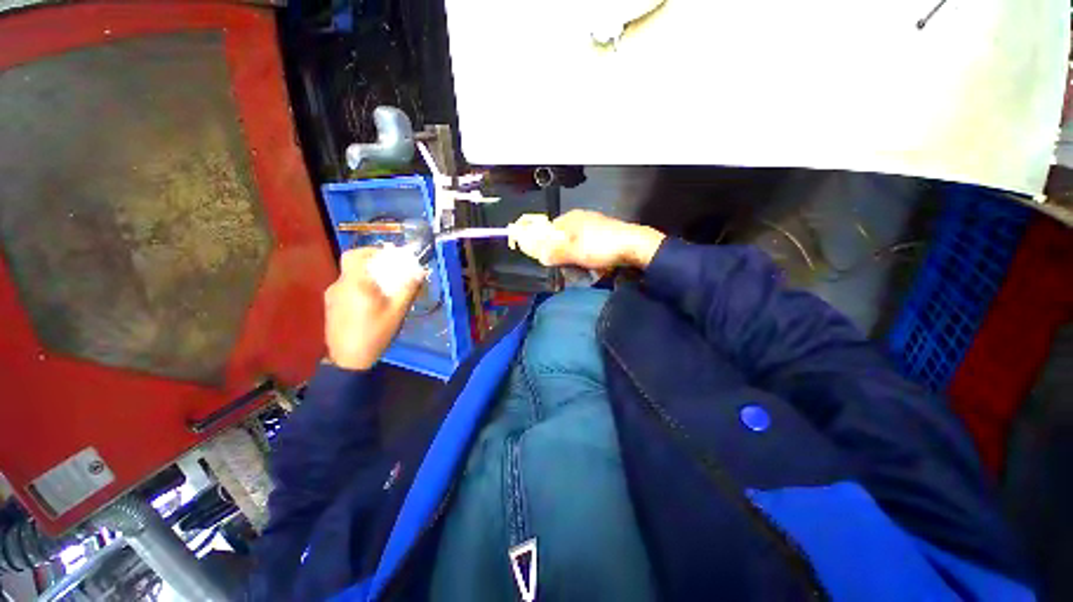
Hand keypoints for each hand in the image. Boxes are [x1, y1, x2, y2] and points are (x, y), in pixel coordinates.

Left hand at [323, 247, 423, 370]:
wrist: (348, 360)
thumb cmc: (375, 334)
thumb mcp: (397, 312)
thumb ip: (408, 289)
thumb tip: (419, 272)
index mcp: (355, 284)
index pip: (354, 255)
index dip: (370, 251)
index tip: (387, 257)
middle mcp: (339, 286)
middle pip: (353, 266)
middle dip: (373, 266)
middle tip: (391, 274)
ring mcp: (331, 297)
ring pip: (350, 278)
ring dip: (366, 278)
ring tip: (384, 291)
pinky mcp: (330, 306)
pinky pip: (346, 289)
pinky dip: (359, 288)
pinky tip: (371, 304)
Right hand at [509, 210, 664, 269]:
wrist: (635, 246)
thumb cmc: (601, 247)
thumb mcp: (574, 252)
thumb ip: (555, 253)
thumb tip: (541, 256)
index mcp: (572, 218)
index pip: (550, 229)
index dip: (547, 245)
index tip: (548, 259)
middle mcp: (582, 219)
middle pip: (564, 238)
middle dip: (564, 255)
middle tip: (567, 268)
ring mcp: (595, 226)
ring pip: (577, 245)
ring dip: (577, 259)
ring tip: (583, 270)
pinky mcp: (606, 235)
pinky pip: (590, 248)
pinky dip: (589, 258)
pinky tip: (595, 266)